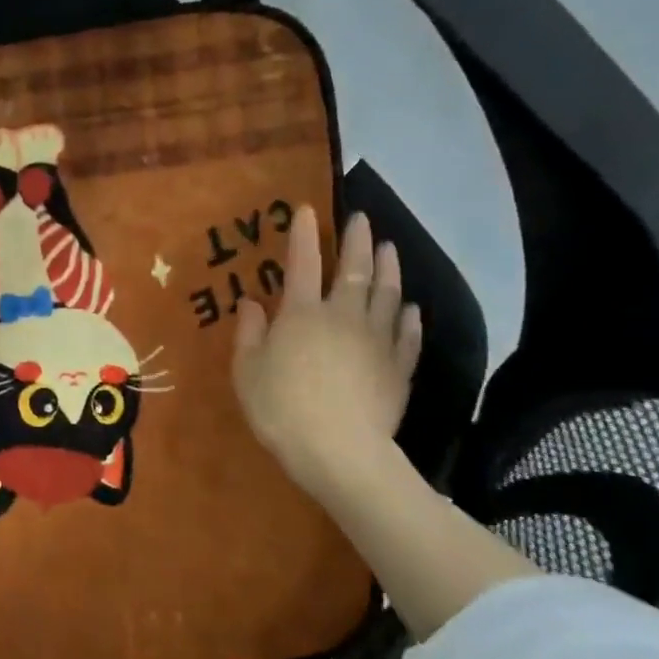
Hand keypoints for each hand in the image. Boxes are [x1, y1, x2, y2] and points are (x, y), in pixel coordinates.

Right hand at [232, 208, 421, 503]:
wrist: (340, 450)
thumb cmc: (282, 408)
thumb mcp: (247, 371)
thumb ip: (249, 333)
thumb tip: (251, 302)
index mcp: (301, 314)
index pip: (302, 263)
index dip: (303, 235)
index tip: (306, 209)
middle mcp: (342, 316)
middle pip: (354, 270)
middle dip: (356, 240)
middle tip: (361, 218)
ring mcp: (377, 340)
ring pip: (388, 294)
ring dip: (389, 268)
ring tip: (389, 248)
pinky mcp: (399, 366)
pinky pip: (407, 334)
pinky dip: (409, 317)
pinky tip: (411, 307)